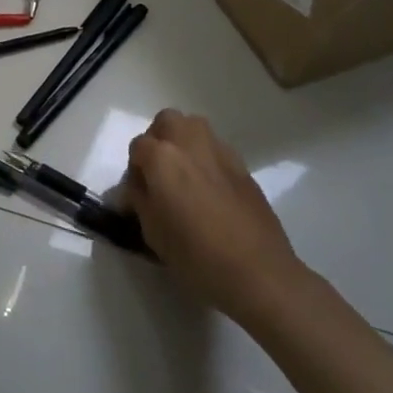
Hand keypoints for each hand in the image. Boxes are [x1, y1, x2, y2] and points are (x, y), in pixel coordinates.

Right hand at [123, 110, 304, 323]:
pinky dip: (207, 158)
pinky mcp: (243, 167)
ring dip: (184, 142)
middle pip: (167, 121)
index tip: (139, 193)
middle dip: (158, 139)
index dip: (134, 170)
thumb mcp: (152, 232)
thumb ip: (140, 200)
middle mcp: (190, 144)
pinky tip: (210, 190)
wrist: (258, 272)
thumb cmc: (196, 255)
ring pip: (195, 127)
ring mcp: (220, 152)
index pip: (137, 147)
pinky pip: (217, 149)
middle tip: (159, 172)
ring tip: (184, 175)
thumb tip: (137, 188)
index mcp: (162, 158)